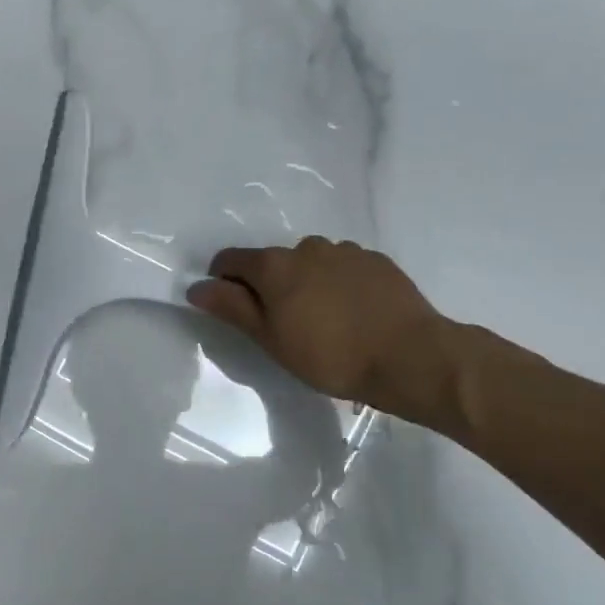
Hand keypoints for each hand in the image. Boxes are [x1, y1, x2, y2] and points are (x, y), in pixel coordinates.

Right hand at [186, 238, 458, 426]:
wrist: (409, 357)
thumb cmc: (329, 355)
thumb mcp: (270, 338)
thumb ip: (231, 308)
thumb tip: (196, 287)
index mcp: (274, 265)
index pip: (230, 260)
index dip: (222, 281)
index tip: (233, 309)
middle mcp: (306, 247)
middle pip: (272, 262)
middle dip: (268, 286)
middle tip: (281, 324)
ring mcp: (345, 251)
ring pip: (310, 263)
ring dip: (306, 283)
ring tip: (322, 320)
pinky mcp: (376, 261)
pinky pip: (343, 268)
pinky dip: (338, 284)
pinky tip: (352, 313)